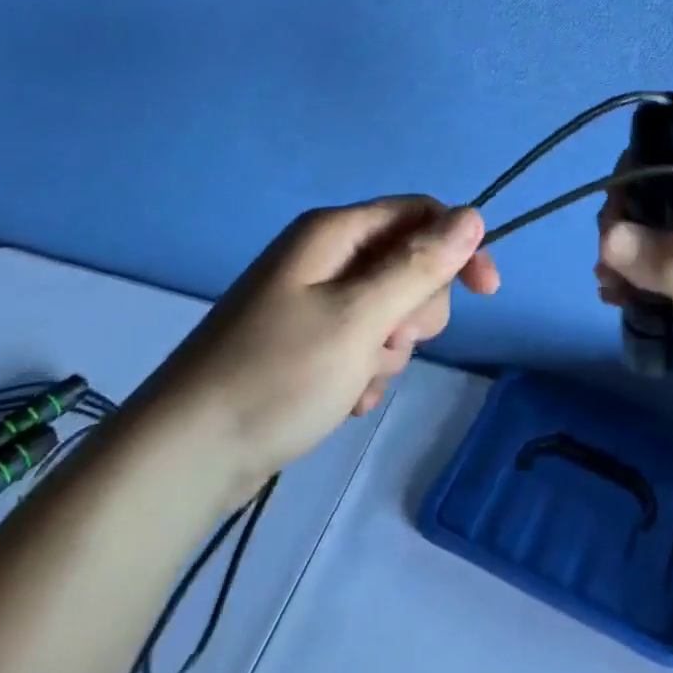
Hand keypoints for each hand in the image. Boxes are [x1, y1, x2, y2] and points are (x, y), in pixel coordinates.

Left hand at [156, 197, 497, 494]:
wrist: (185, 458)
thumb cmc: (277, 376)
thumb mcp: (360, 318)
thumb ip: (420, 265)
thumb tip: (473, 215)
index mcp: (333, 233)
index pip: (418, 214)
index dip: (458, 246)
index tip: (487, 292)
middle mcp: (323, 257)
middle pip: (406, 263)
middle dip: (413, 309)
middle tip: (387, 343)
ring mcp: (311, 301)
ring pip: (388, 309)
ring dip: (387, 348)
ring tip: (354, 379)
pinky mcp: (305, 342)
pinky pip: (361, 342)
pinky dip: (364, 369)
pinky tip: (342, 399)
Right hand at [596, 164, 672, 464]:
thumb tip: (607, 236)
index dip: (637, 184)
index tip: (611, 227)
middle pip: (668, 202)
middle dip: (629, 228)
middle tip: (606, 271)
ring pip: (671, 239)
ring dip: (636, 259)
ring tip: (611, 293)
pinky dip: (653, 283)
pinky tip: (629, 305)